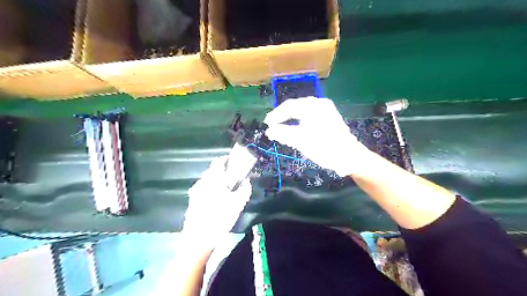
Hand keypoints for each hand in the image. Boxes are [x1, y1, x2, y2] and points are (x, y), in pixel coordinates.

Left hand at [183, 156, 250, 248]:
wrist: (199, 238)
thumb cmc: (220, 218)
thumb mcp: (238, 204)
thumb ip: (244, 189)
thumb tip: (246, 181)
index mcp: (213, 179)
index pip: (218, 162)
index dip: (226, 159)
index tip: (233, 162)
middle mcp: (202, 182)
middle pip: (212, 171)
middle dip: (222, 171)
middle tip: (232, 178)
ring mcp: (195, 192)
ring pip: (206, 180)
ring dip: (215, 181)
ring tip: (224, 190)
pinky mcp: (191, 201)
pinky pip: (202, 189)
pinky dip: (209, 190)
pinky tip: (215, 201)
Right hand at [263, 97, 368, 176]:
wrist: (350, 156)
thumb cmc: (325, 147)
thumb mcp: (301, 141)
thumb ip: (283, 134)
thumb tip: (269, 131)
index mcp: (313, 106)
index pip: (289, 106)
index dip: (276, 115)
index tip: (267, 123)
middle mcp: (320, 104)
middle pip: (296, 107)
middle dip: (283, 117)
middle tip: (273, 126)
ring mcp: (326, 110)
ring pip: (302, 112)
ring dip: (291, 120)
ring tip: (282, 128)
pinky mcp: (329, 117)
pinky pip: (310, 116)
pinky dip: (300, 122)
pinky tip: (296, 129)